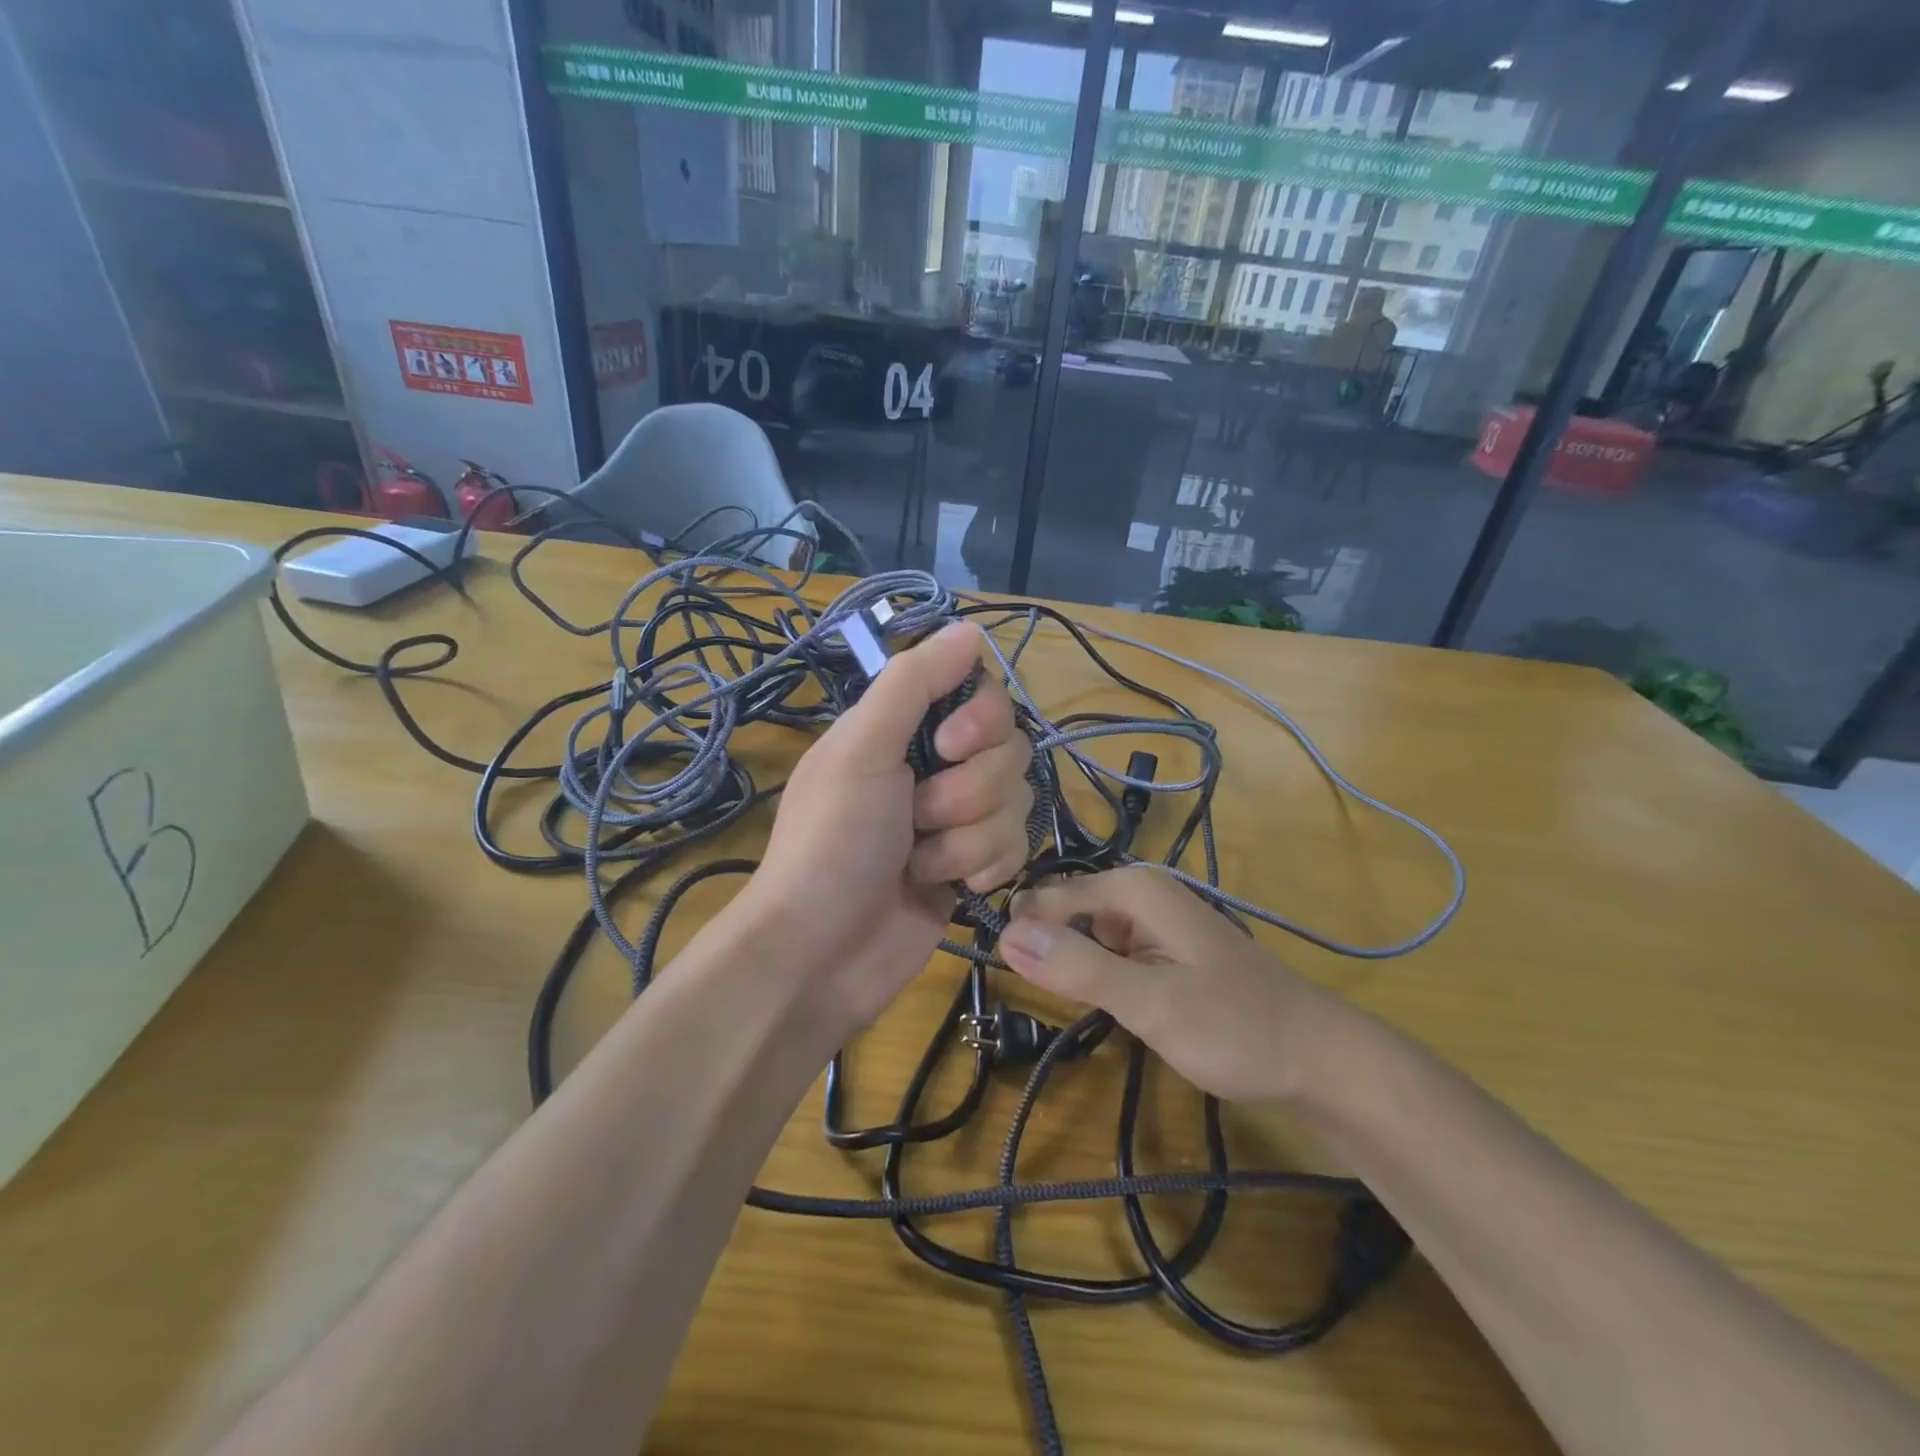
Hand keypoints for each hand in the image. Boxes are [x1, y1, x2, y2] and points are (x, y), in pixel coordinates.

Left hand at [741, 621, 1033, 1032]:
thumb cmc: (832, 843)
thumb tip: (971, 628)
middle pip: (1009, 748)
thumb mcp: (861, 750)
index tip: (948, 746)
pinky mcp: (976, 864)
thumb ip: (914, 684)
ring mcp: (959, 817)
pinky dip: (980, 869)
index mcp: (905, 727)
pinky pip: (1016, 847)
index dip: (981, 718)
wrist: (822, 953)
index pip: (982, 693)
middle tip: (915, 817)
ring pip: (1016, 801)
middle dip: (966, 792)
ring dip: (966, 838)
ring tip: (917, 862)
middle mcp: (937, 764)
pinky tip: (946, 888)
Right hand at [999, 865, 1337, 1103]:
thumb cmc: (1235, 1027)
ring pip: (1085, 934)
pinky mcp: (1162, 950)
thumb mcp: (1150, 1003)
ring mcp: (1153, 922)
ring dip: (1072, 966)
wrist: (1318, 1059)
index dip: (1021, 934)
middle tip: (1047, 998)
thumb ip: (1078, 968)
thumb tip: (1005, 934)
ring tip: (1075, 1004)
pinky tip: (1108, 1005)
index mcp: (1133, 888)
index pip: (1047, 898)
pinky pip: (1110, 952)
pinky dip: (1099, 976)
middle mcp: (1140, 893)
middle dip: (1047, 948)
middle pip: (1065, 912)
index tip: (1002, 976)